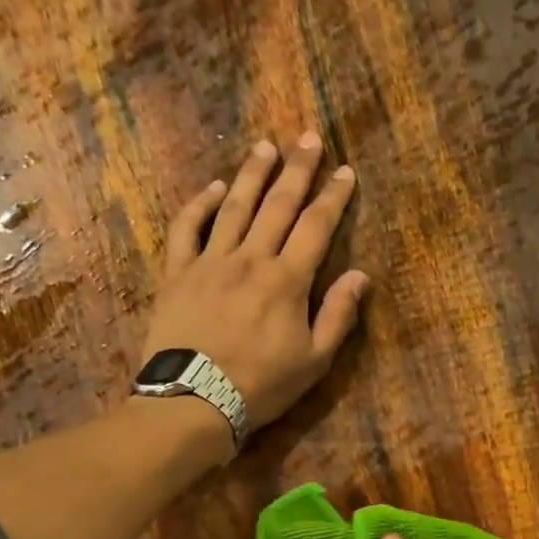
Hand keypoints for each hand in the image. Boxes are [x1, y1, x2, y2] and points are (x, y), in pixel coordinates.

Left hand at [142, 132, 368, 428]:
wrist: (195, 400)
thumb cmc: (261, 386)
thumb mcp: (313, 361)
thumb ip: (338, 316)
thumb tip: (360, 276)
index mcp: (288, 280)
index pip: (316, 227)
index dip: (333, 197)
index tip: (345, 172)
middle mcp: (251, 259)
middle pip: (277, 205)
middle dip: (297, 170)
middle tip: (309, 138)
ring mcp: (210, 262)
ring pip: (233, 207)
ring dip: (252, 175)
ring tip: (266, 147)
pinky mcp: (178, 273)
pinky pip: (187, 229)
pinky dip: (199, 204)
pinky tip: (212, 188)